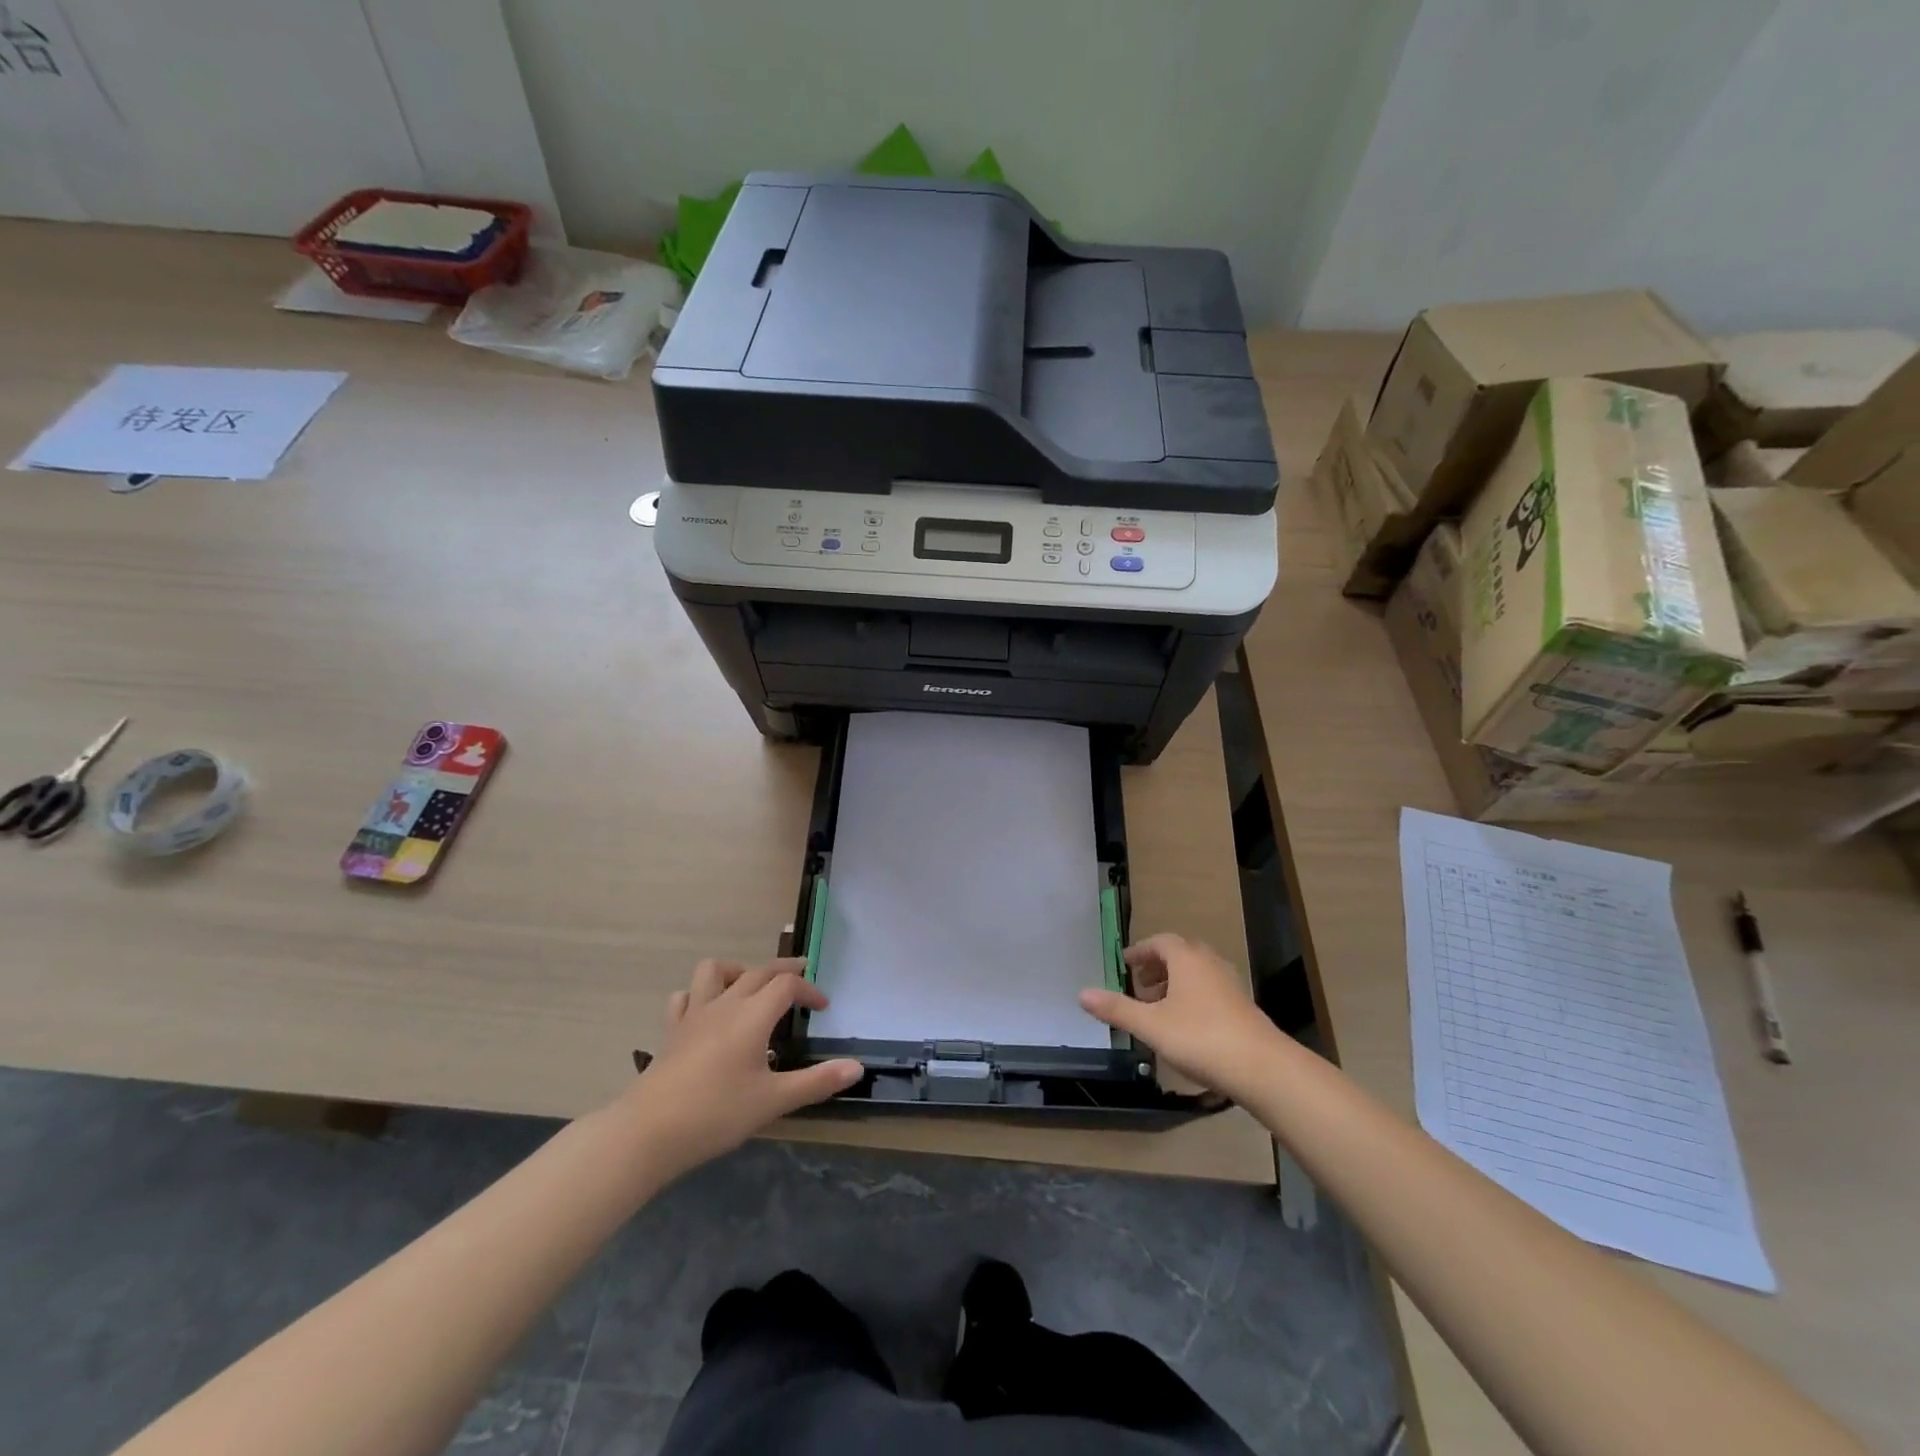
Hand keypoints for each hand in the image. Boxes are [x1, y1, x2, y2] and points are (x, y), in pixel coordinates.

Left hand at [622, 958, 861, 1177]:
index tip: (822, 1008)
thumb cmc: (716, 1113)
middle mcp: (725, 1004)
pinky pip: (684, 997)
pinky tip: (707, 1013)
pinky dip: (699, 996)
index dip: (809, 989)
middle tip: (802, 979)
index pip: (787, 984)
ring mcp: (694, 1014)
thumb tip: (857, 1068)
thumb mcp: (773, 1101)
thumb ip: (816, 1082)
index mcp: (753, 1015)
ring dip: (738, 971)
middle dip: (784, 970)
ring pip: (715, 970)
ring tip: (750, 990)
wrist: (647, 1133)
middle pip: (759, 970)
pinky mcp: (671, 1031)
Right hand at [1079, 933, 1280, 1099]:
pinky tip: (1186, 1024)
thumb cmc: (1200, 1037)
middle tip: (1139, 984)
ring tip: (1159, 1006)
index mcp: (1186, 958)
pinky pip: (1211, 989)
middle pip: (1180, 954)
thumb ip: (1117, 1009)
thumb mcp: (1150, 1025)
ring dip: (1176, 982)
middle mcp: (1210, 963)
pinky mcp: (1243, 1006)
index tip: (1125, 963)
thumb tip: (1081, 994)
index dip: (1140, 951)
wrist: (1261, 1067)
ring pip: (1197, 973)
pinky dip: (1193, 996)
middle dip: (1157, 966)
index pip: (1160, 942)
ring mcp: (1230, 984)